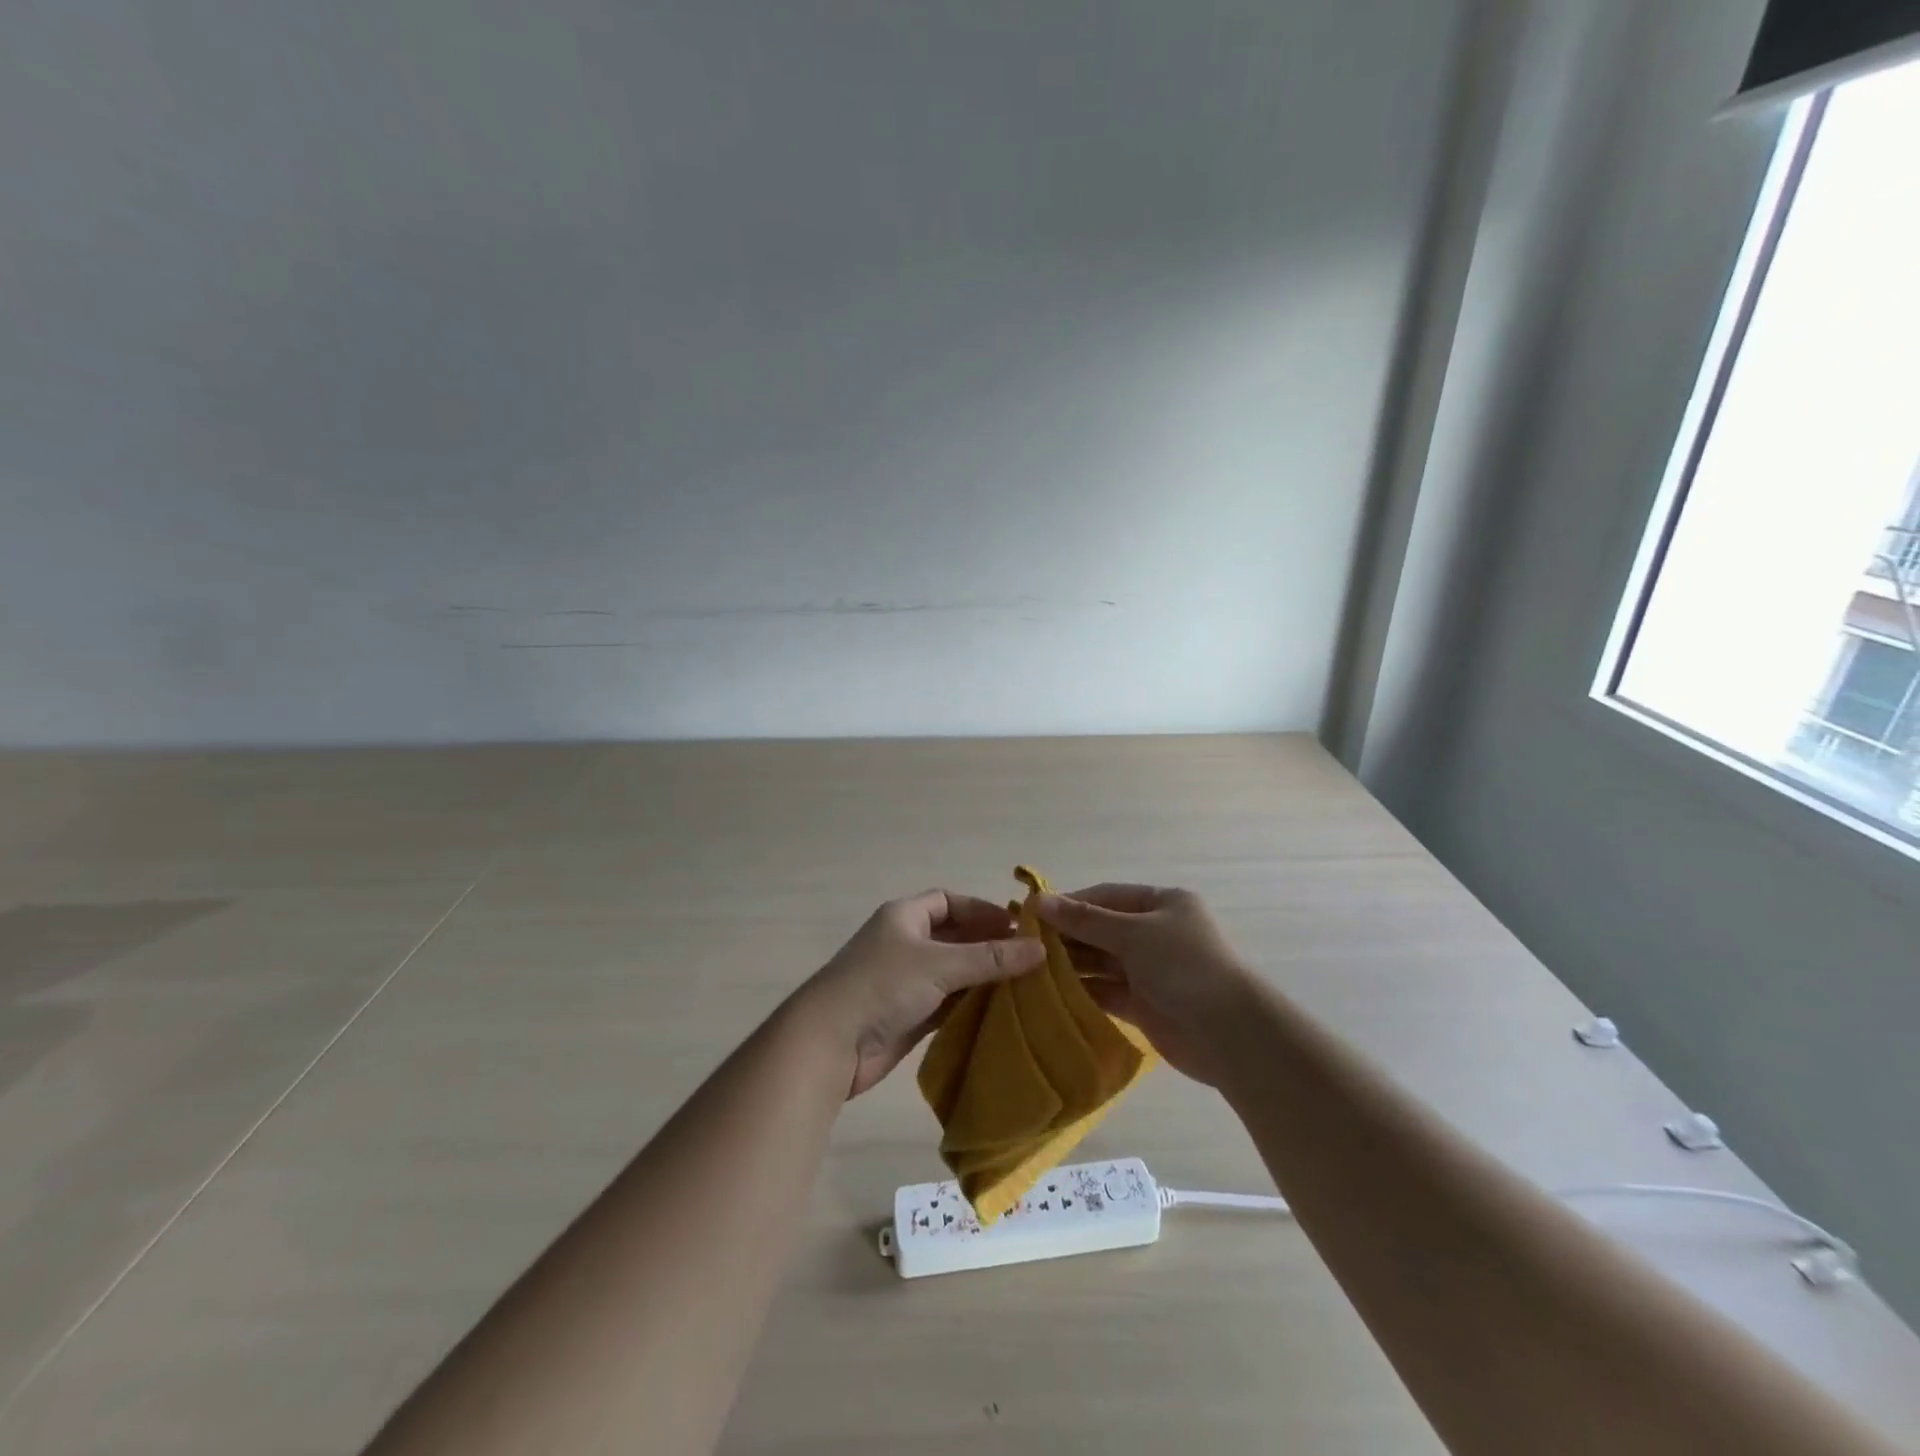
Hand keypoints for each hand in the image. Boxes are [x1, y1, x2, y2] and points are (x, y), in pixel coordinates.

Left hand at [796, 890, 1045, 1097]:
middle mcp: (905, 943)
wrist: (830, 1043)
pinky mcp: (908, 1015)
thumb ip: (990, 958)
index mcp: (905, 916)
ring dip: (983, 978)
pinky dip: (971, 1005)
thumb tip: (1040, 948)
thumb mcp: (940, 964)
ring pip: (953, 973)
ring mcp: (906, 981)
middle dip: (989, 946)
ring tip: (1026, 987)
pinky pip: (947, 1003)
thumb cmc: (883, 986)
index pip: (949, 901)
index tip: (1018, 927)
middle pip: (954, 937)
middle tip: (1030, 960)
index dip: (982, 910)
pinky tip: (1001, 1012)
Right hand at [1037, 884, 1255, 1085]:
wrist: (1230, 1034)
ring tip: (1030, 968)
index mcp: (1162, 904)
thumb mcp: (1133, 934)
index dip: (1070, 903)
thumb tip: (1040, 900)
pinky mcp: (1145, 1005)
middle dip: (1067, 936)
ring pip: (1102, 961)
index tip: (1032, 914)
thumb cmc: (1184, 966)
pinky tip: (1051, 993)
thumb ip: (1086, 920)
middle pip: (1102, 929)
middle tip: (1024, 944)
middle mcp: (1156, 933)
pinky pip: (1107, 991)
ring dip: (1071, 965)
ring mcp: (1151, 970)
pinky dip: (1083, 991)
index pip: (1106, 896)